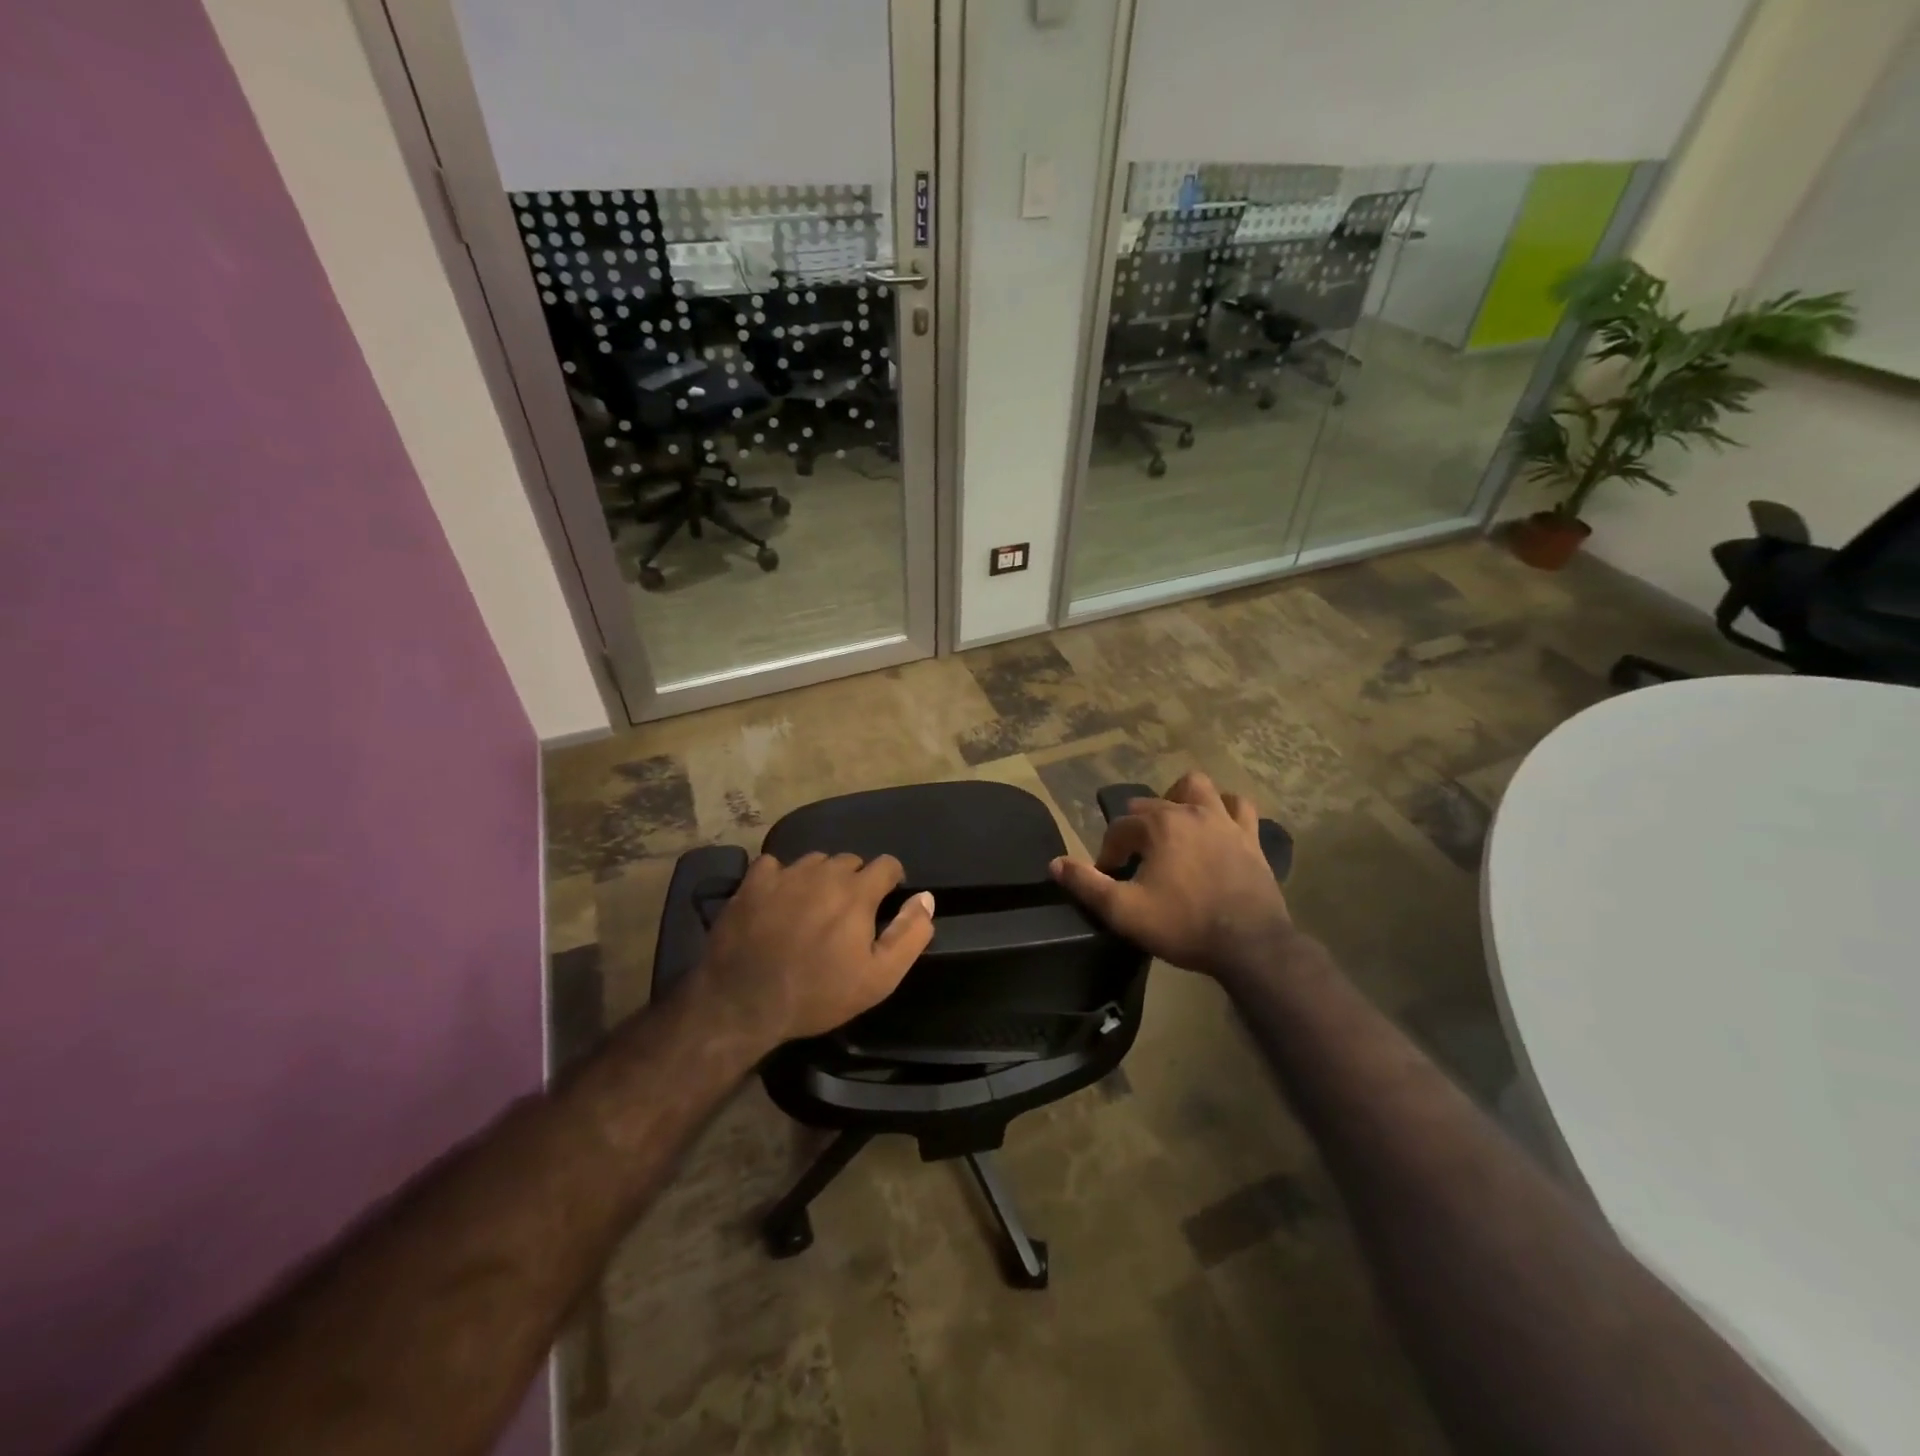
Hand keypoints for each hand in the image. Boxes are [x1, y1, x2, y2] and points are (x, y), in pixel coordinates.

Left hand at [694, 851, 935, 1046]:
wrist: (743, 1004)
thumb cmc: (818, 994)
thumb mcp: (879, 978)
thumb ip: (909, 934)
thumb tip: (926, 898)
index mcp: (857, 891)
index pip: (887, 864)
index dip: (891, 881)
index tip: (884, 903)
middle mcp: (823, 872)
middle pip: (850, 861)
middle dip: (854, 882)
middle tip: (846, 915)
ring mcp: (785, 874)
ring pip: (814, 862)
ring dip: (820, 878)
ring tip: (812, 908)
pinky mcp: (752, 883)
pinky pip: (775, 866)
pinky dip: (781, 878)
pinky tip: (776, 902)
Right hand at [1049, 769, 1289, 982]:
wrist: (1249, 945)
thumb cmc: (1183, 926)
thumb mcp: (1124, 911)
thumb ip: (1086, 884)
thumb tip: (1055, 864)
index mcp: (1158, 825)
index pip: (1120, 827)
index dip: (1109, 852)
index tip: (1110, 877)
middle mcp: (1190, 812)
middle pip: (1152, 804)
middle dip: (1137, 827)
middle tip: (1136, 860)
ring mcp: (1224, 821)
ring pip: (1197, 787)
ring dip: (1180, 798)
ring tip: (1173, 823)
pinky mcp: (1250, 837)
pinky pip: (1239, 807)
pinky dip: (1225, 808)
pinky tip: (1218, 824)